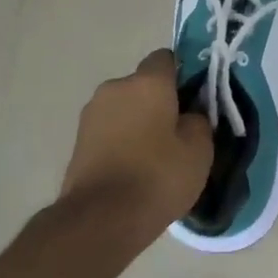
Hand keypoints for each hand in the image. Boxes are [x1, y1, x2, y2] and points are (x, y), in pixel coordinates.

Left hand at [60, 50, 213, 235]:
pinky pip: (110, 130)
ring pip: (125, 108)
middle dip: (160, 101)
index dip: (182, 74)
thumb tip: (190, 114)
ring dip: (138, 122)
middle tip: (178, 132)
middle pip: (144, 85)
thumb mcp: (199, 150)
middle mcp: (115, 88)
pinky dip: (122, 141)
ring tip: (154, 156)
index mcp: (147, 82)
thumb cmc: (157, 177)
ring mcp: (91, 114)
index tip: (194, 99)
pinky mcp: (78, 140)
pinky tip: (134, 169)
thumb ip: (199, 120)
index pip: (166, 58)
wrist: (100, 220)